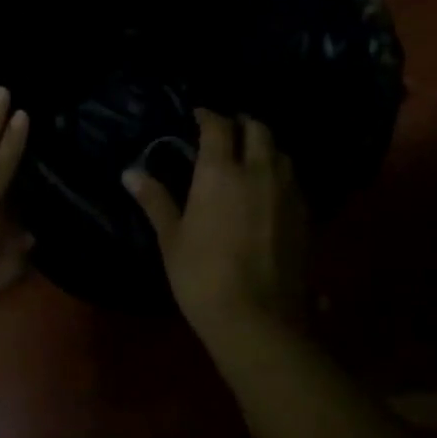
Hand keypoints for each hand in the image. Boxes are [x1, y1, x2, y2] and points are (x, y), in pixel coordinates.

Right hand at [124, 109, 308, 344]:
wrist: (259, 322)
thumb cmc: (203, 277)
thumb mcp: (171, 239)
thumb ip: (155, 200)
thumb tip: (130, 173)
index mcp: (221, 171)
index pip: (218, 125)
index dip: (208, 114)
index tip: (198, 115)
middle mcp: (258, 172)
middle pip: (258, 129)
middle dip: (242, 123)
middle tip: (228, 131)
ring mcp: (287, 193)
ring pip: (282, 153)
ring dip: (266, 147)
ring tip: (251, 157)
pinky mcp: (306, 217)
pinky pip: (294, 181)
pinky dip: (281, 174)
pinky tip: (270, 192)